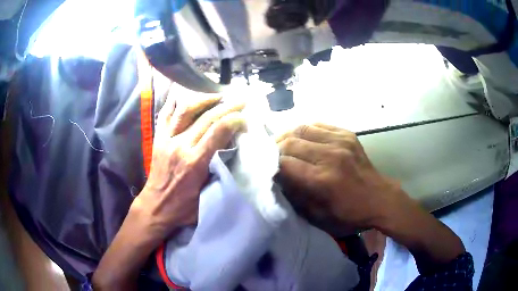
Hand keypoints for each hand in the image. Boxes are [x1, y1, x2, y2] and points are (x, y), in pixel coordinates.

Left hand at [93, 86, 244, 289]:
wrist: (155, 207)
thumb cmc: (182, 207)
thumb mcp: (206, 194)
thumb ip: (218, 171)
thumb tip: (230, 150)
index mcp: (194, 162)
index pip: (217, 132)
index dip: (232, 120)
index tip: (244, 116)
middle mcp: (180, 146)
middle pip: (205, 118)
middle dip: (226, 106)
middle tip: (240, 99)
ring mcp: (167, 139)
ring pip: (185, 110)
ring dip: (203, 99)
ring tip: (216, 95)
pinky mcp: (158, 139)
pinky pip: (166, 114)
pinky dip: (175, 102)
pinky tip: (185, 94)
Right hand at [276, 123, 401, 235]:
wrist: (380, 199)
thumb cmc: (348, 214)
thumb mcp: (317, 216)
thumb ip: (294, 195)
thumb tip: (276, 176)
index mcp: (322, 180)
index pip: (284, 164)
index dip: (270, 165)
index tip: (266, 169)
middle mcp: (330, 156)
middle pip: (290, 142)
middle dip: (276, 149)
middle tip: (271, 156)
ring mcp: (340, 142)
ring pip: (302, 129)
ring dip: (288, 136)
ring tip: (283, 145)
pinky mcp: (347, 135)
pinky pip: (318, 125)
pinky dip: (305, 131)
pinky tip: (302, 139)